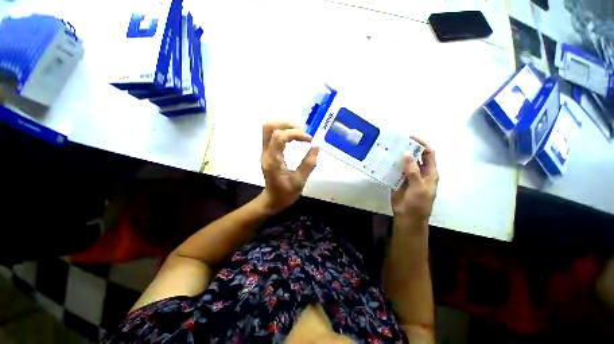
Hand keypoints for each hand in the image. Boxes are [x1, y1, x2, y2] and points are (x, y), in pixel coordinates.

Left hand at [260, 121, 318, 213]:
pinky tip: (294, 138)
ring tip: (300, 133)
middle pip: (269, 127)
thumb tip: (316, 147)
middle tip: (302, 131)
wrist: (272, 200)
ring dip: (285, 126)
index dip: (295, 134)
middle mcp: (266, 153)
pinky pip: (272, 135)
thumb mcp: (299, 181)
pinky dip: (284, 131)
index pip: (280, 137)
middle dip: (287, 124)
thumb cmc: (285, 193)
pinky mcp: (268, 152)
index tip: (309, 139)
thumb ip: (308, 164)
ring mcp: (265, 151)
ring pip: (269, 129)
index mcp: (273, 160)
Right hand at [391, 137, 437, 225]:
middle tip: (395, 142)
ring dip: (397, 157)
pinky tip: (383, 161)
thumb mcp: (419, 187)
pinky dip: (390, 166)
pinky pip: (394, 171)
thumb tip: (406, 153)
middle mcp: (419, 172)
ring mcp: (407, 176)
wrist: (408, 217)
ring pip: (403, 163)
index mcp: (429, 172)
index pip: (428, 154)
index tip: (410, 137)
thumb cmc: (418, 203)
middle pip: (414, 157)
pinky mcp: (397, 181)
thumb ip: (413, 171)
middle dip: (407, 149)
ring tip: (387, 150)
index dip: (421, 144)